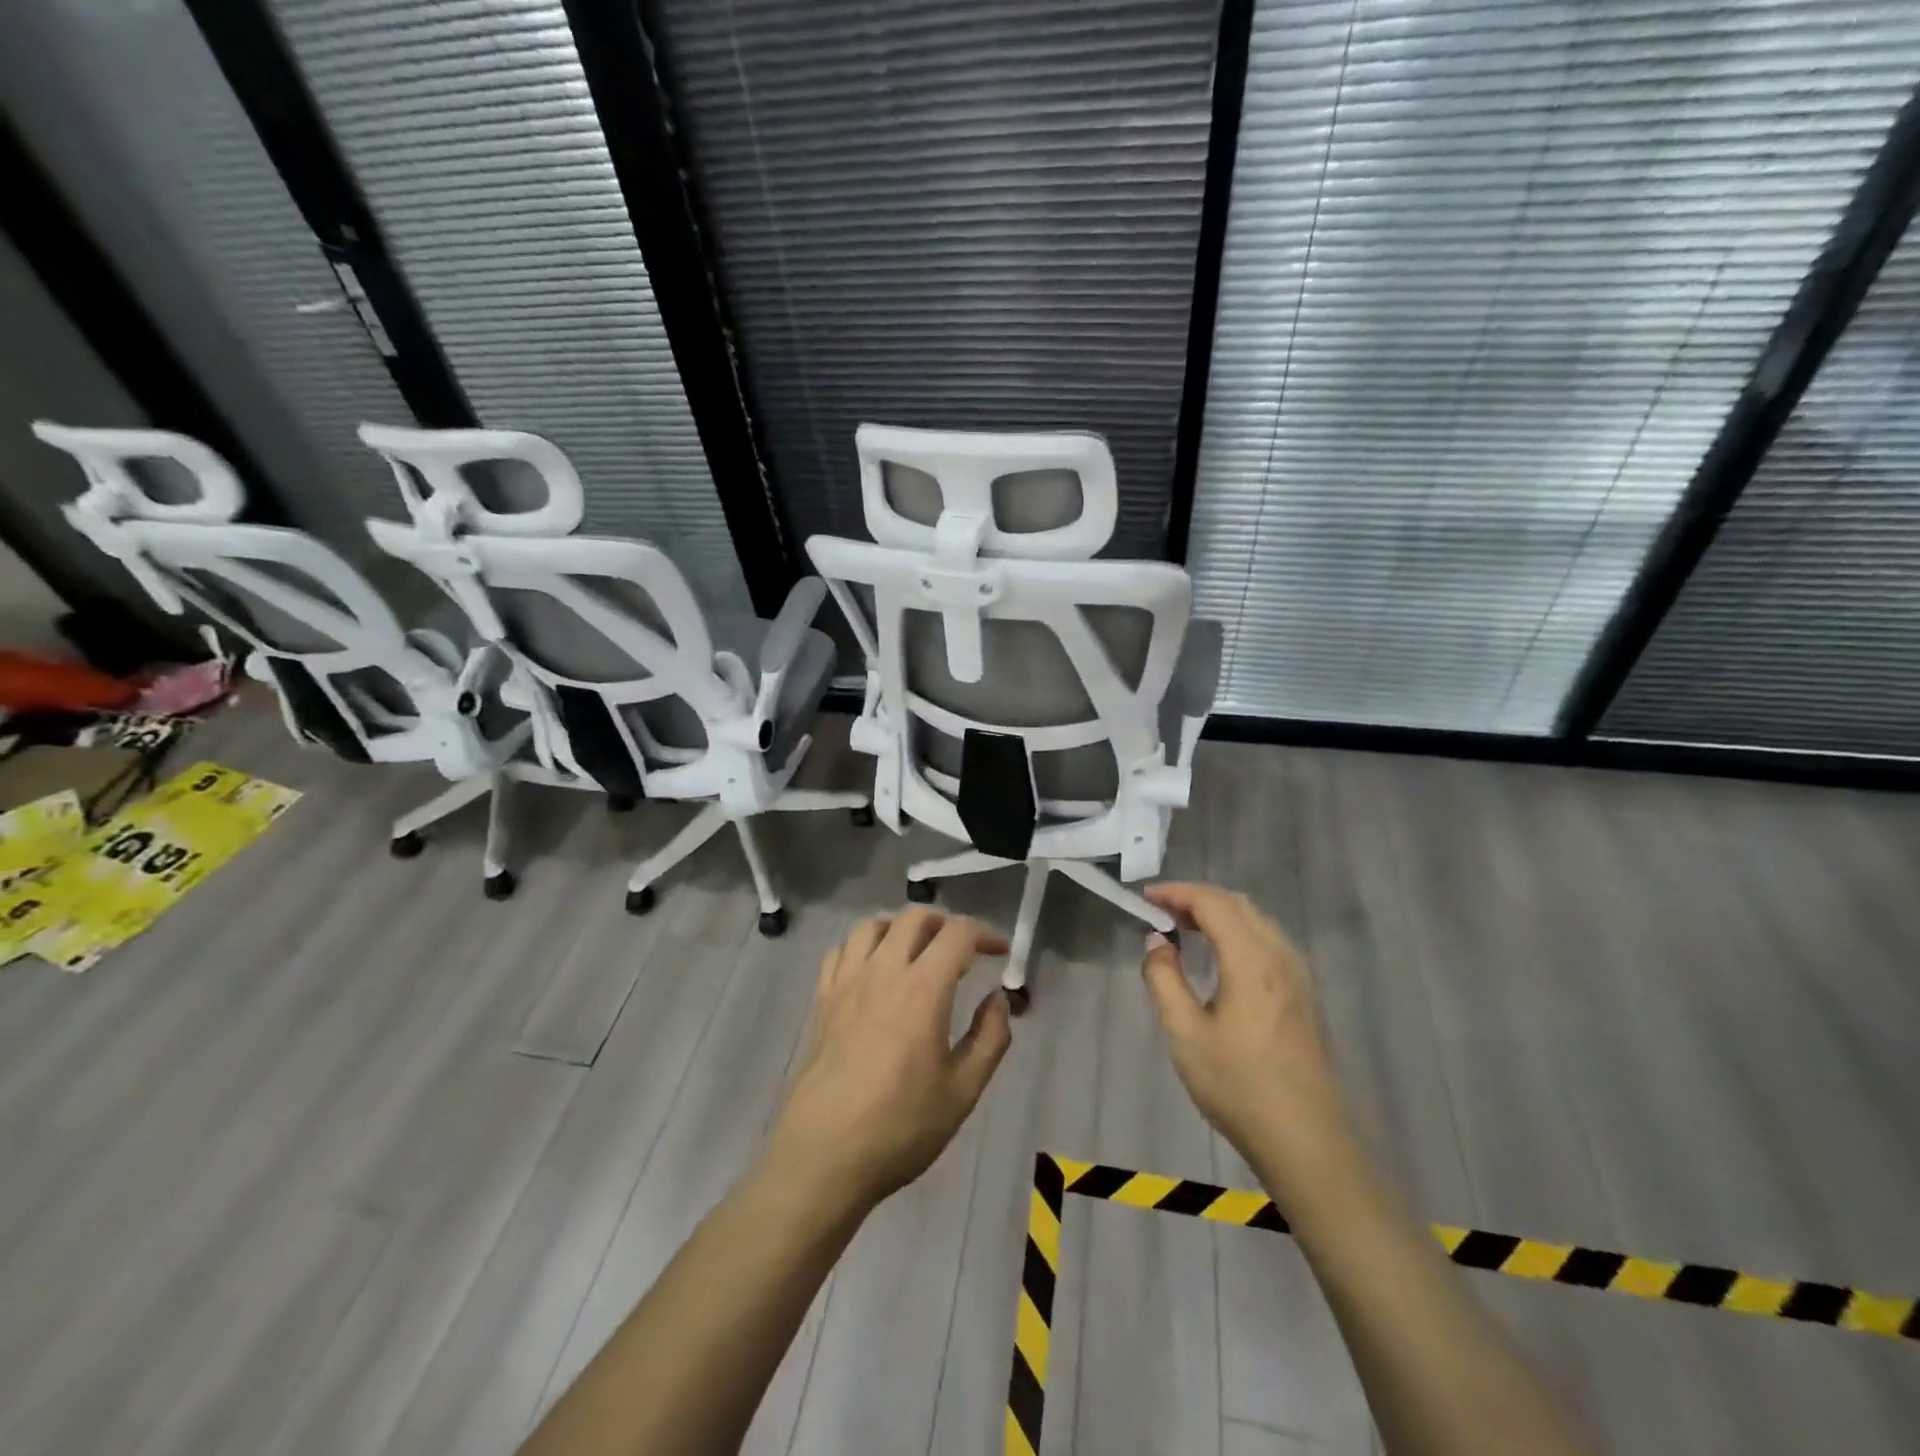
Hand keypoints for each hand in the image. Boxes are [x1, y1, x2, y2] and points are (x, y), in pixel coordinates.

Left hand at [766, 907, 1011, 1210]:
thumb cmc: (900, 1127)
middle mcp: (883, 971)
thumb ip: (990, 1038)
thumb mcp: (963, 1091)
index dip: (984, 934)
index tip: (999, 953)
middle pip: (915, 917)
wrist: (824, 1156)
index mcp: (923, 989)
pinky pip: (842, 951)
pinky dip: (863, 946)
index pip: (957, 933)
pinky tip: (873, 969)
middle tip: (962, 950)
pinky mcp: (822, 1000)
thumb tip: (998, 1000)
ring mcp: (847, 982)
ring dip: (901, 927)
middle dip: (945, 923)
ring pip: (873, 925)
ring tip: (917, 951)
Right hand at [1141, 883, 1351, 1198]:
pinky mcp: (1305, 995)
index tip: (1146, 897)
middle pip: (1238, 904)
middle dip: (1197, 898)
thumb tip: (1156, 941)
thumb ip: (1164, 979)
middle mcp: (1279, 957)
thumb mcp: (1185, 1034)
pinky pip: (1269, 941)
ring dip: (1220, 913)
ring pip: (1258, 921)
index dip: (1177, 892)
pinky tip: (1223, 956)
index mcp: (1250, 960)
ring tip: (1187, 928)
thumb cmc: (1238, 1086)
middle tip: (1162, 910)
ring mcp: (1298, 976)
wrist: (1306, 1141)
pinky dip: (1239, 931)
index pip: (1213, 903)